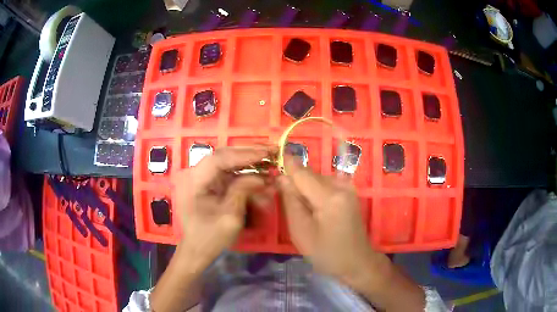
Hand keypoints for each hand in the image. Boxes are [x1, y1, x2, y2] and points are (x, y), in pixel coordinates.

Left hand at [173, 146, 273, 268]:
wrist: (198, 250)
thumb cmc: (210, 237)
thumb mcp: (229, 217)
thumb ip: (242, 192)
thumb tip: (261, 176)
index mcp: (195, 181)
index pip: (219, 159)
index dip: (243, 154)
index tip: (265, 153)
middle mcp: (198, 174)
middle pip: (225, 156)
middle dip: (250, 154)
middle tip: (273, 151)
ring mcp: (206, 179)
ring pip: (230, 164)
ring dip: (251, 165)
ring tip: (272, 166)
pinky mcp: (213, 185)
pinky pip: (232, 176)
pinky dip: (248, 178)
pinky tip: (264, 182)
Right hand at [278, 155, 374, 283]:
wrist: (357, 262)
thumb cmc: (327, 253)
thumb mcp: (301, 231)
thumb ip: (291, 201)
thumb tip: (282, 177)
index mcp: (329, 196)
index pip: (302, 173)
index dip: (286, 163)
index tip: (272, 157)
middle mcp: (341, 185)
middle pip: (310, 175)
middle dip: (294, 181)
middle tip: (282, 197)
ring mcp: (348, 188)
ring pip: (317, 179)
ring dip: (304, 188)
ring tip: (299, 208)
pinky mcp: (349, 192)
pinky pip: (325, 185)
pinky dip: (314, 192)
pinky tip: (313, 209)